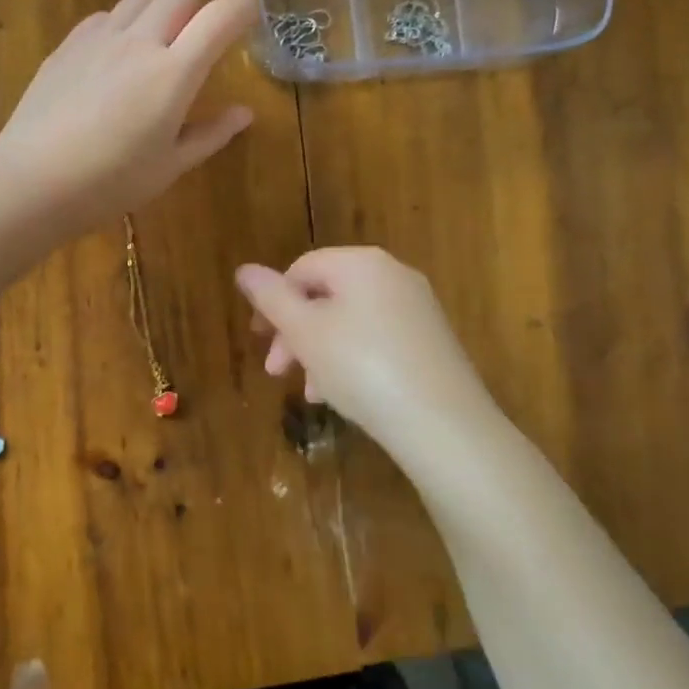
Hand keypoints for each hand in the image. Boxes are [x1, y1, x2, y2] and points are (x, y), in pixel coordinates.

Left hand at [0, 0, 258, 233]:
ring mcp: (98, 39)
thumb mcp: (170, 166)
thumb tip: (244, 113)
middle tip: (196, 46)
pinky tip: (114, 60)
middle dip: (198, 11)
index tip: (250, 18)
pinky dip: (123, 25)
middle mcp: (139, 43)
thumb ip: (211, 134)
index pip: (219, 18)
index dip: (242, 9)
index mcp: (173, 73)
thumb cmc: (110, 183)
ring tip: (155, 48)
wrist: (33, 182)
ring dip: (160, 12)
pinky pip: (106, 15)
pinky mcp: (67, 45)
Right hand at [235, 247, 500, 469]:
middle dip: (295, 333)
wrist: (444, 424)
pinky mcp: (431, 341)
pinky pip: (378, 340)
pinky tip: (343, 397)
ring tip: (311, 393)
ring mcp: (417, 308)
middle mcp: (393, 275)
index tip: (259, 340)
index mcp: (361, 263)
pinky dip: (352, 361)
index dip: (273, 301)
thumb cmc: (362, 367)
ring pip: (350, 322)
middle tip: (277, 372)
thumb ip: (271, 298)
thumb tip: (244, 269)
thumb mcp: (305, 333)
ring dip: (320, 353)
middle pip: (326, 295)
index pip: (302, 268)